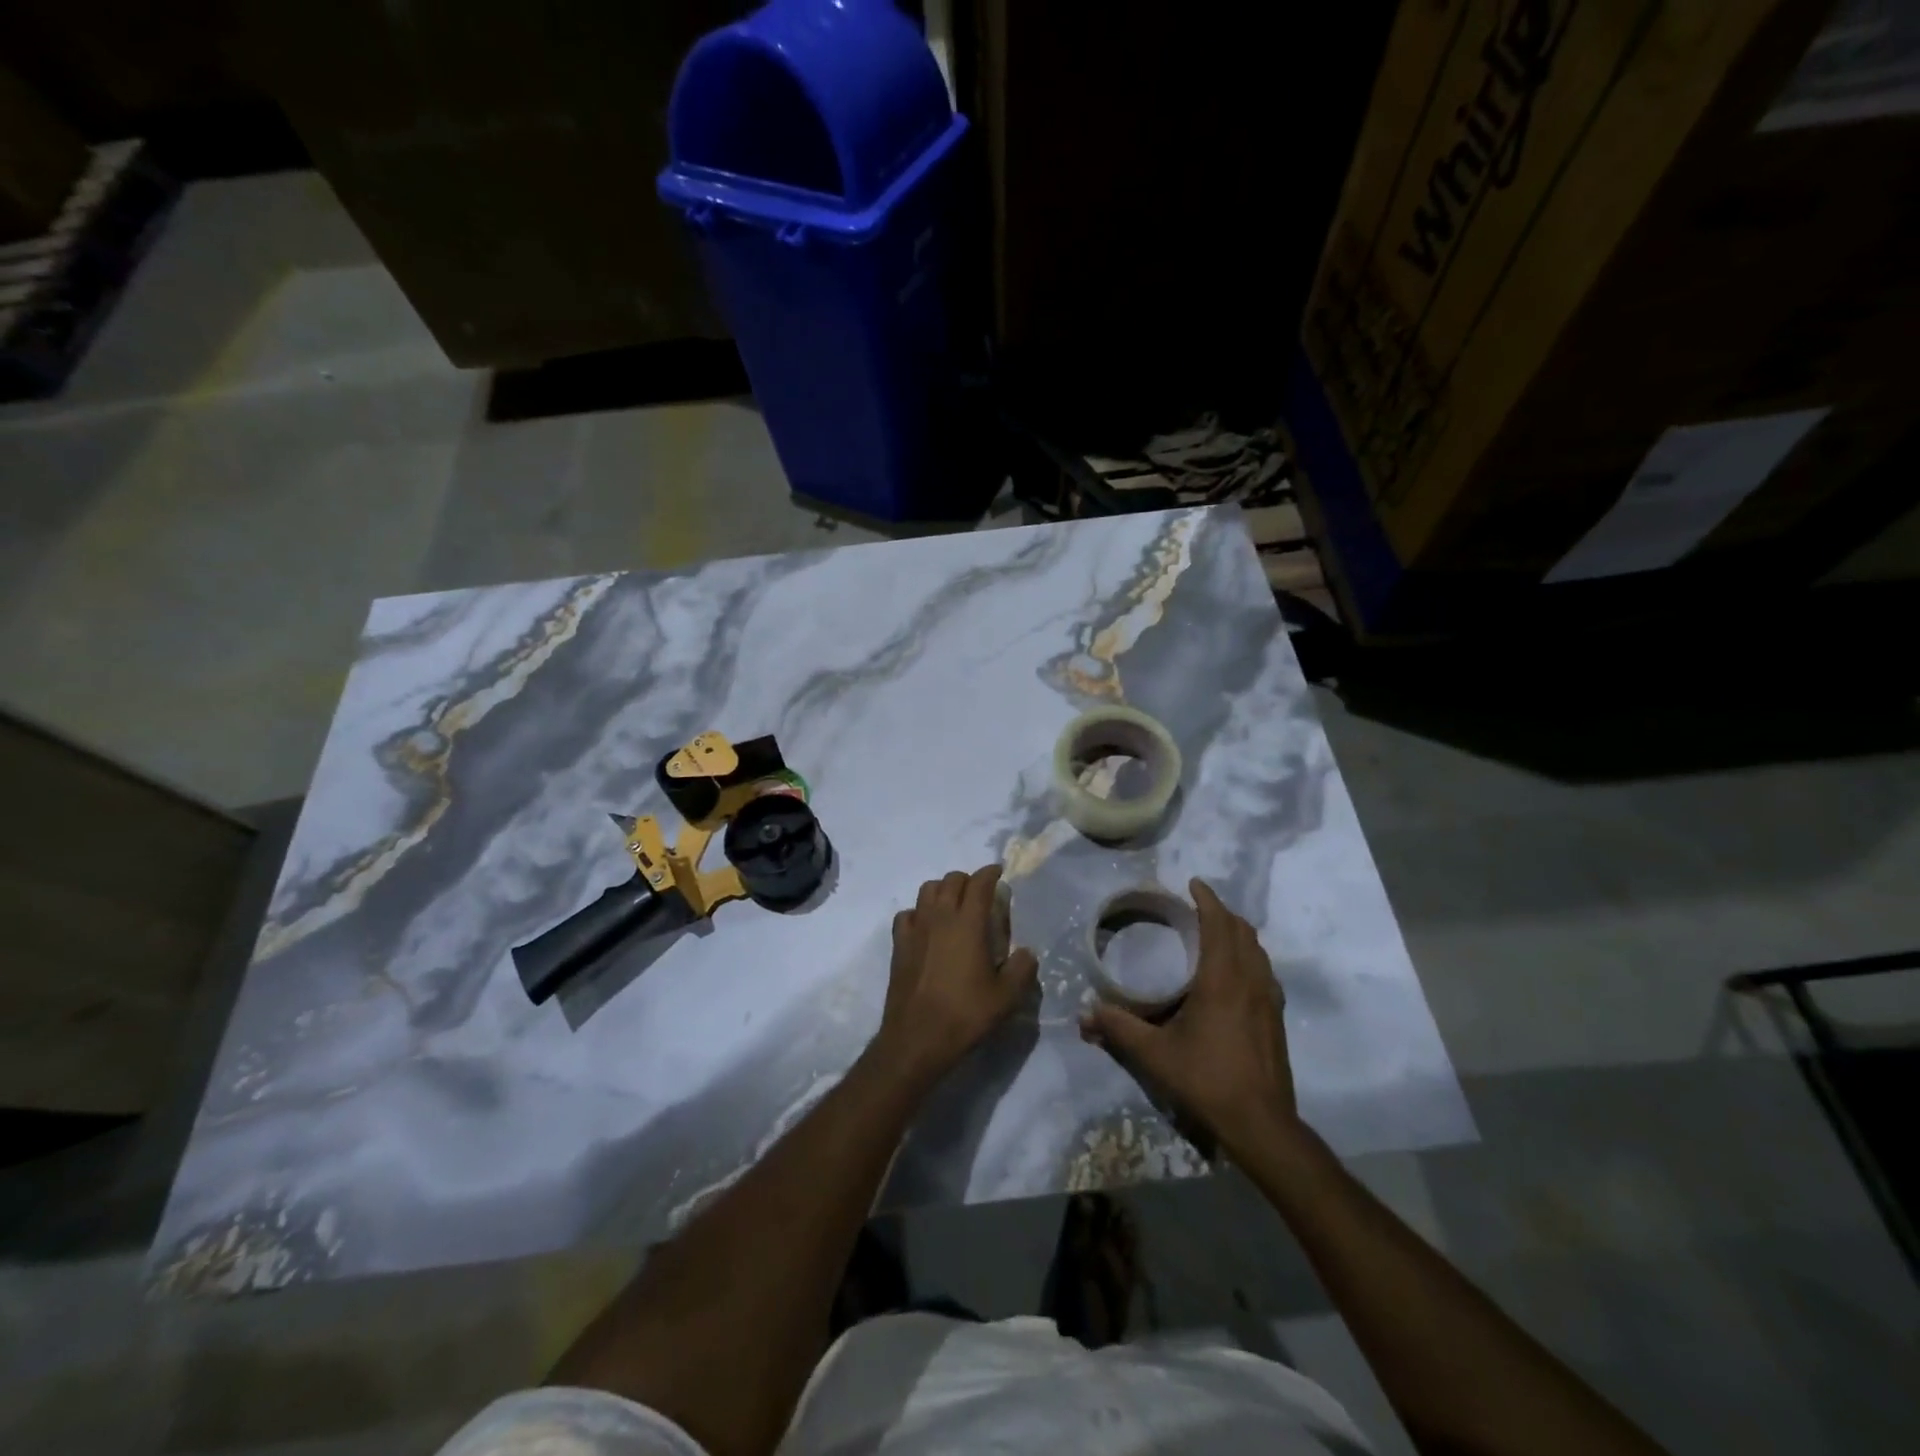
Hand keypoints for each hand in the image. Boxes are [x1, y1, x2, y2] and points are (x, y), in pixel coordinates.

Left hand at [873, 865, 1038, 1088]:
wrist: (917, 1038)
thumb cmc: (965, 1014)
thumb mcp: (1007, 997)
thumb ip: (1022, 969)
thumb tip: (1026, 952)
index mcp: (968, 923)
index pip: (979, 883)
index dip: (990, 873)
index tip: (999, 873)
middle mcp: (940, 917)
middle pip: (951, 880)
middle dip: (968, 880)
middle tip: (980, 894)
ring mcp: (915, 928)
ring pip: (927, 890)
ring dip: (942, 890)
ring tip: (954, 905)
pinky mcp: (899, 944)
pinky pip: (907, 914)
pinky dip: (919, 913)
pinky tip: (926, 928)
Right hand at [1079, 878, 1301, 1162]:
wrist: (1260, 1124)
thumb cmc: (1206, 1079)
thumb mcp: (1154, 1054)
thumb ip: (1117, 1028)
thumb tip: (1083, 1014)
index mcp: (1222, 979)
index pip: (1219, 924)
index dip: (1207, 899)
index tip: (1193, 883)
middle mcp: (1251, 981)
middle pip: (1243, 932)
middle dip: (1222, 913)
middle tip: (1198, 908)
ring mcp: (1269, 1000)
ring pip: (1258, 951)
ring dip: (1239, 934)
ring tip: (1216, 934)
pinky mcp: (1276, 1019)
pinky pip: (1265, 972)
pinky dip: (1250, 958)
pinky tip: (1235, 975)